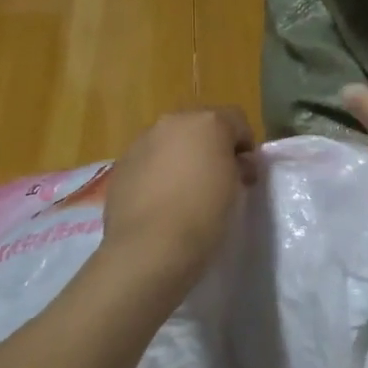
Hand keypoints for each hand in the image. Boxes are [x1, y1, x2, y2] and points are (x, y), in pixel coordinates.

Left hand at [101, 107, 255, 287]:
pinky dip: (158, 171)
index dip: (245, 145)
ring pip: (172, 140)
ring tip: (184, 192)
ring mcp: (143, 140)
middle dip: (211, 146)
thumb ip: (238, 166)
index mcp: (208, 122)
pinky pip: (149, 159)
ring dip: (182, 157)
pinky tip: (160, 201)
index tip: (245, 174)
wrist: (149, 248)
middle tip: (217, 180)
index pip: (237, 120)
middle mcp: (174, 121)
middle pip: (201, 125)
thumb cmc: (204, 215)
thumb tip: (236, 163)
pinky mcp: (122, 163)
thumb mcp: (236, 189)